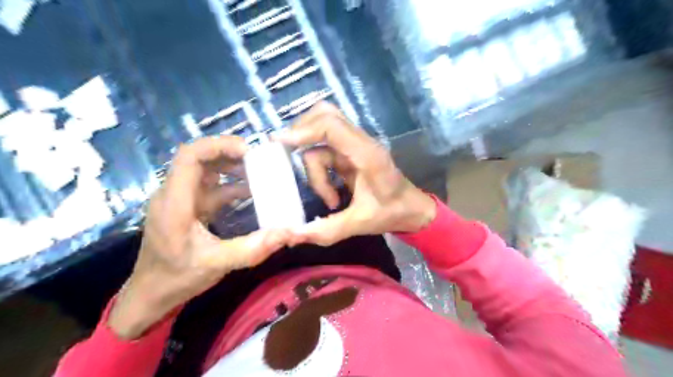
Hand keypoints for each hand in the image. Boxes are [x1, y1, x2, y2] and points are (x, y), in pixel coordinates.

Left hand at [108, 135, 289, 337]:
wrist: (150, 296)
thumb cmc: (177, 278)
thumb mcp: (217, 264)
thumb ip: (252, 248)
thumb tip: (287, 232)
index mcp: (174, 202)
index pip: (189, 156)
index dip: (218, 145)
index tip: (248, 151)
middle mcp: (174, 194)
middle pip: (199, 159)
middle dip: (230, 154)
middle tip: (260, 160)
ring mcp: (181, 201)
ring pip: (206, 172)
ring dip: (232, 169)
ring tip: (260, 173)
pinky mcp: (189, 209)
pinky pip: (211, 189)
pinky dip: (231, 186)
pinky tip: (251, 193)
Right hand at [277, 102, 434, 246]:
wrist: (412, 210)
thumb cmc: (392, 213)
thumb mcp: (361, 224)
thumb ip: (328, 229)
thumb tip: (293, 234)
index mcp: (368, 155)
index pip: (332, 126)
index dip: (304, 130)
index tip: (280, 143)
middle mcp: (361, 144)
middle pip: (325, 115)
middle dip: (302, 132)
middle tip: (285, 153)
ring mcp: (355, 148)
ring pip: (321, 139)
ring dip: (314, 170)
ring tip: (327, 199)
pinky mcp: (351, 155)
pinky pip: (325, 153)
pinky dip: (319, 174)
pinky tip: (331, 196)